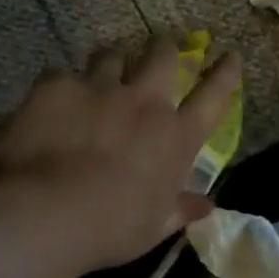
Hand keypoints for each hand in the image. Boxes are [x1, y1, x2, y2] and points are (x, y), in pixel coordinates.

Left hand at [0, 37, 241, 272]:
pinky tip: (48, 104)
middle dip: (163, 48)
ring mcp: (100, 88)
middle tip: (158, 48)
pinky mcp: (58, 86)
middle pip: (162, 56)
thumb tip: (206, 206)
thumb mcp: (153, 227)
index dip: (225, 73)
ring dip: (109, 63)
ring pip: (111, 56)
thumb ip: (180, 210)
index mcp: (176, 137)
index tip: (230, 56)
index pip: (214, 96)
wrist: (48, 213)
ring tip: (100, 72)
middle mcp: (144, 103)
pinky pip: (61, 75)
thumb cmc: (111, 229)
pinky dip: (60, 88)